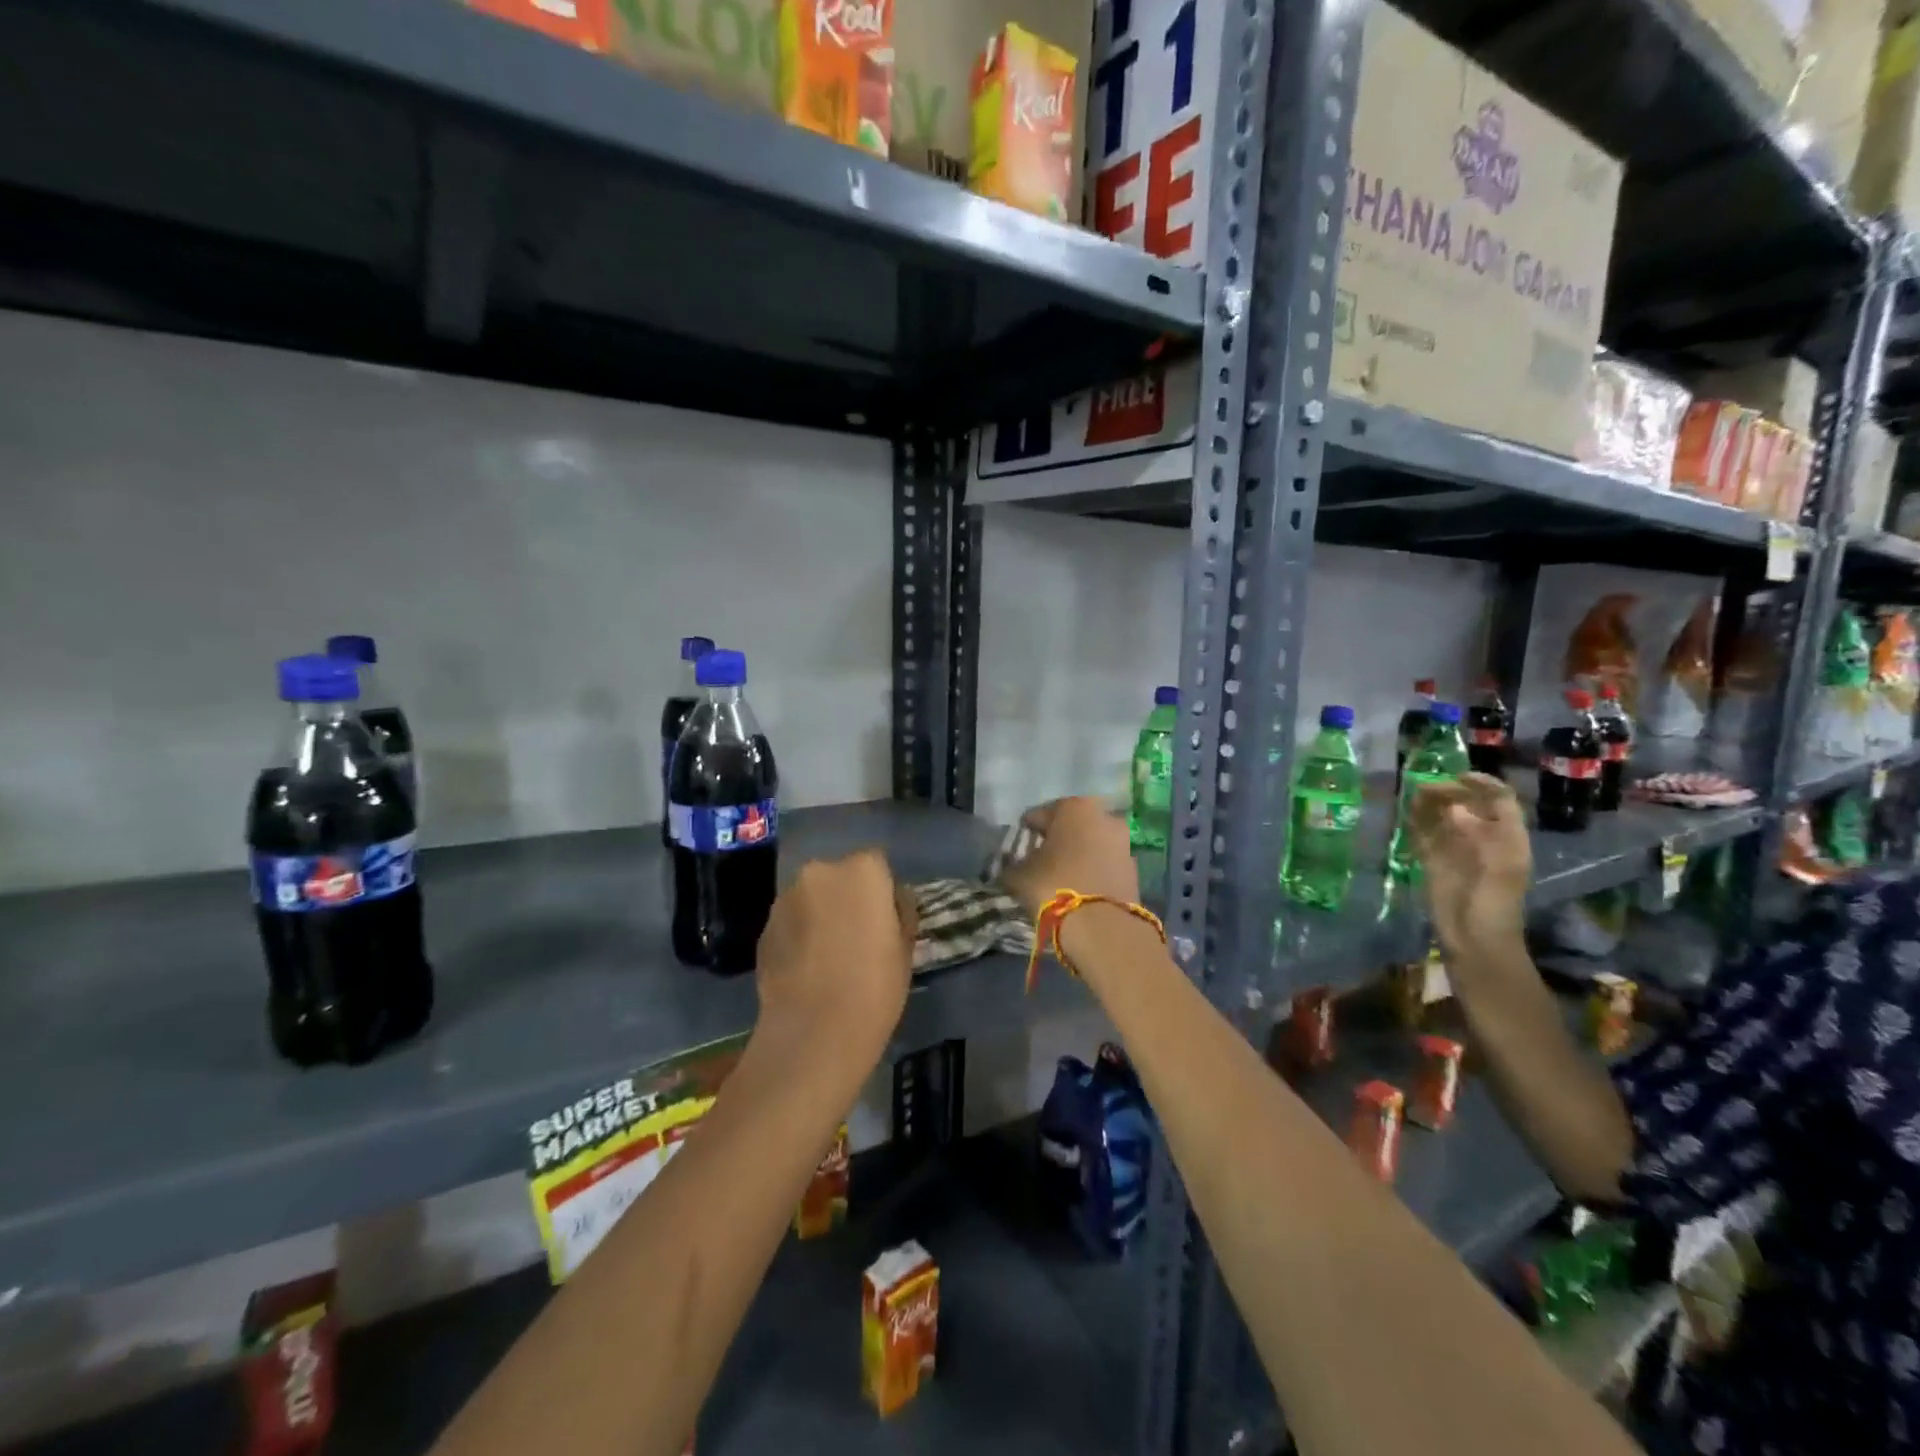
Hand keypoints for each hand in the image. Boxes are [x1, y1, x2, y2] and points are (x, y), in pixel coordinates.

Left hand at [753, 851, 914, 1058]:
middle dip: (846, 898)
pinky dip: (798, 935)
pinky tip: (807, 968)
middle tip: (857, 936)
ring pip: (812, 898)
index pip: (877, 864)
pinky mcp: (763, 927)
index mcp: (862, 871)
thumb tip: (893, 900)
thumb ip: (900, 912)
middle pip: (839, 877)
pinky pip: (791, 922)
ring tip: (829, 956)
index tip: (884, 920)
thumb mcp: (905, 948)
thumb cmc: (874, 986)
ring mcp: (786, 898)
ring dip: (820, 915)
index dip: (881, 892)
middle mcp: (820, 872)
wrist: (813, 1032)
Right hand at [1000, 797, 1140, 914]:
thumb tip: (1010, 866)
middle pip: (1070, 826)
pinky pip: (1105, 863)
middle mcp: (1104, 816)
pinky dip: (1093, 870)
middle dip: (1056, 840)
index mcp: (1073, 807)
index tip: (1017, 849)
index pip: (1039, 815)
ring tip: (1061, 876)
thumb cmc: (1054, 886)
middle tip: (1040, 861)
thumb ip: (1012, 865)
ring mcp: (1124, 842)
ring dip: (1078, 855)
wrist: (1102, 926)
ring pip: (1091, 843)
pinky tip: (1081, 887)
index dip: (1025, 832)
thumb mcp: (1019, 875)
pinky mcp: (1134, 868)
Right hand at [1408, 773, 1530, 953]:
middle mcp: (1482, 838)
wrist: (1475, 942)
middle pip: (1467, 804)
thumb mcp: (1499, 871)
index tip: (1458, 776)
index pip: (1500, 800)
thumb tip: (1455, 810)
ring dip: (1429, 803)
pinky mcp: (1433, 861)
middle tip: (1425, 789)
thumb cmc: (1496, 907)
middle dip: (1449, 791)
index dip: (1483, 784)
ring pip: (1443, 816)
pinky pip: (1423, 834)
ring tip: (1412, 796)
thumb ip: (1481, 837)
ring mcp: (1456, 849)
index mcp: (1507, 838)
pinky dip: (1415, 821)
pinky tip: (1405, 813)